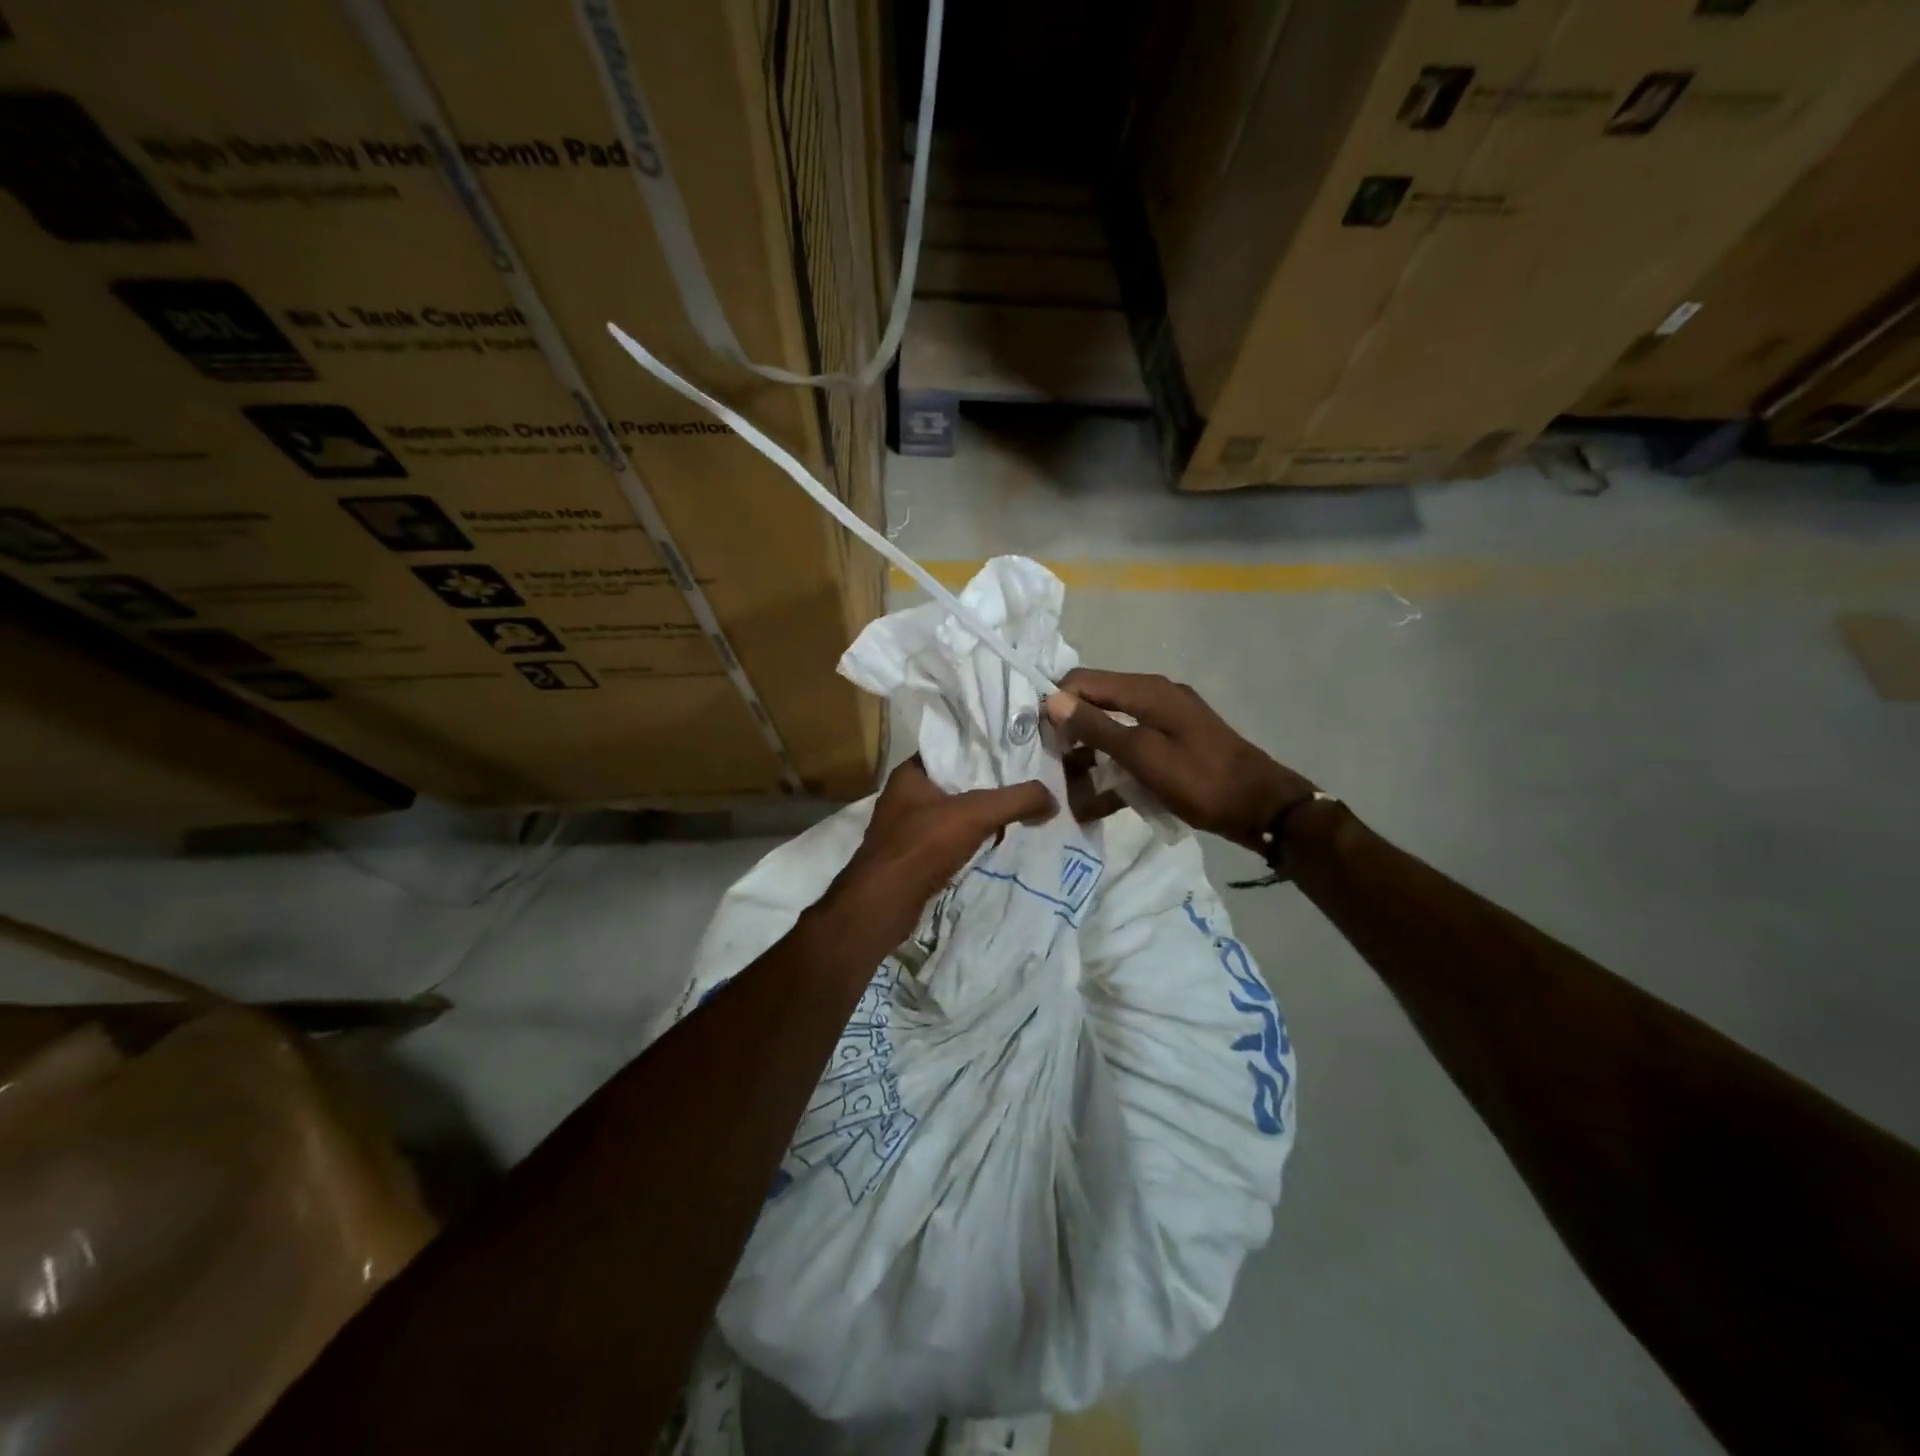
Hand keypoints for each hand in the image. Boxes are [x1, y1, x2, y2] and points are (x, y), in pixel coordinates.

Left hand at [821, 758, 1054, 957]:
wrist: (882, 904)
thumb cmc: (922, 845)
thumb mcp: (976, 814)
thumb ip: (1017, 800)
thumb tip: (1053, 799)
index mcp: (911, 773)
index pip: (952, 748)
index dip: (984, 749)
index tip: (1018, 752)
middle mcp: (905, 796)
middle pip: (957, 783)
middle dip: (989, 785)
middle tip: (1027, 783)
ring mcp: (906, 829)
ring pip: (954, 814)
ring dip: (982, 817)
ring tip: (1020, 813)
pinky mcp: (912, 858)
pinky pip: (949, 841)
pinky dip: (971, 842)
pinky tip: (996, 845)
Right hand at [1044, 668, 1313, 852]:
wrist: (1262, 809)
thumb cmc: (1200, 780)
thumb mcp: (1142, 755)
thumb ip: (1096, 726)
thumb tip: (1052, 699)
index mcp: (1147, 690)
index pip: (1083, 681)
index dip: (1056, 704)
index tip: (1037, 740)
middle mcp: (1153, 697)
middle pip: (1095, 706)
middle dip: (1069, 736)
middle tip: (1049, 770)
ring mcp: (1164, 723)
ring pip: (1110, 733)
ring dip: (1087, 760)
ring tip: (1067, 793)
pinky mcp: (1171, 748)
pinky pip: (1131, 753)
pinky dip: (1113, 773)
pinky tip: (1094, 804)